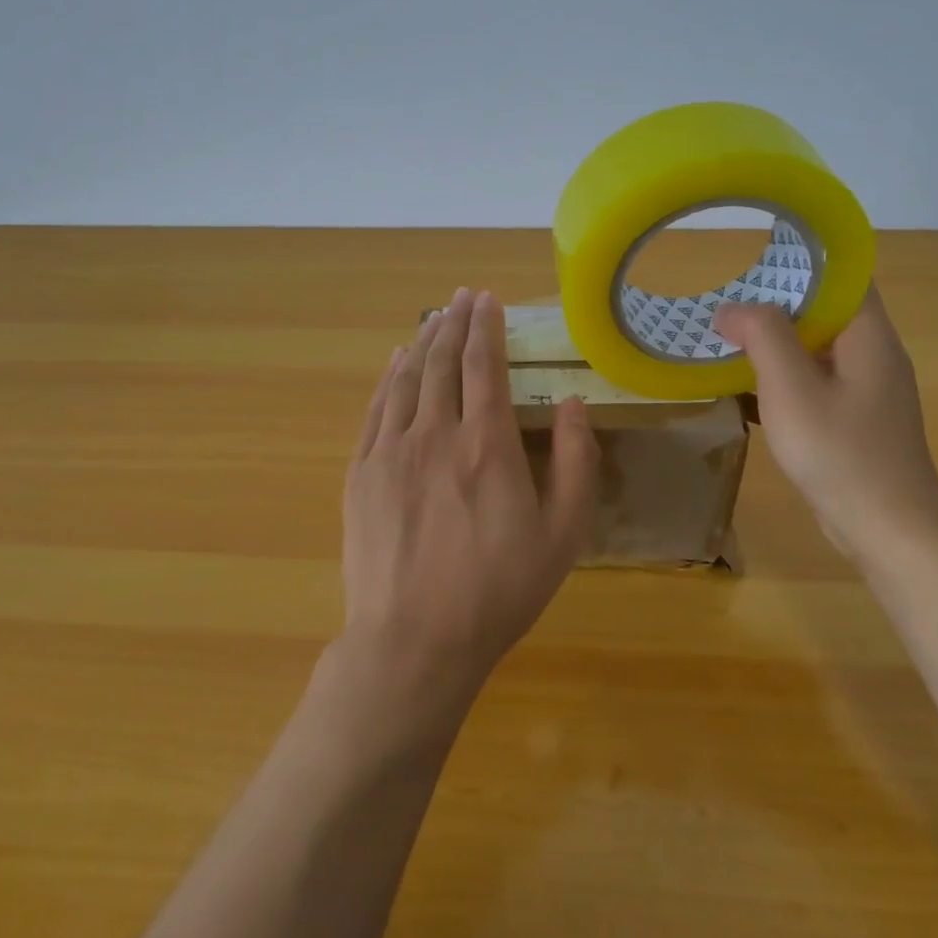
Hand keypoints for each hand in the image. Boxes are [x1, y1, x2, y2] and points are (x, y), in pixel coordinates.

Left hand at [340, 288, 597, 709]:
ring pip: (408, 378)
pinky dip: (389, 377)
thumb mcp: (563, 534)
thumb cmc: (498, 591)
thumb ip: (575, 461)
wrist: (414, 641)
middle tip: (462, 297)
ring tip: (434, 317)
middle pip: (443, 361)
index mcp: (486, 443)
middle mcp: (436, 432)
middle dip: (455, 322)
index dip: (486, 327)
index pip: (484, 365)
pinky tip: (397, 361)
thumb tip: (571, 402)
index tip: (488, 300)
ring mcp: (391, 450)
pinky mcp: (362, 472)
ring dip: (423, 342)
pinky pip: (377, 408)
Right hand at [712, 288, 937, 559]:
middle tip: (728, 305)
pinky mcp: (856, 420)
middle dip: (777, 304)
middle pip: (826, 311)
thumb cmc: (841, 453)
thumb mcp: (792, 388)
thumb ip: (762, 336)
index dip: (802, 263)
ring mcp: (867, 391)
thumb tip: (732, 308)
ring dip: (776, 343)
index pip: (843, 276)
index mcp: (869, 337)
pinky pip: (816, 382)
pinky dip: (783, 377)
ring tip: (729, 341)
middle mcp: (874, 355)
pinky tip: (749, 389)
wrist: (889, 533)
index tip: (754, 264)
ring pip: (818, 348)